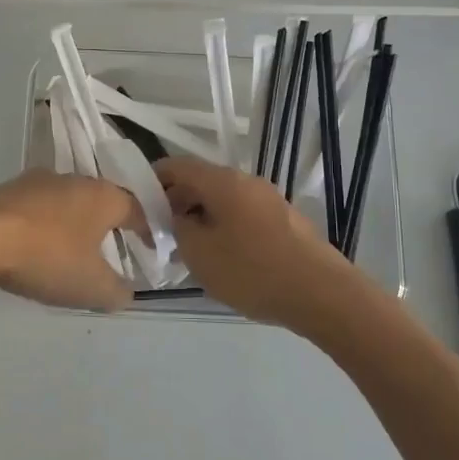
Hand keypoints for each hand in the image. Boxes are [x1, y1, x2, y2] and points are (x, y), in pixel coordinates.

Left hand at [0, 171, 145, 311]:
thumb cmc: (46, 255)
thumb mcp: (91, 287)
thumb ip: (117, 292)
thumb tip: (125, 292)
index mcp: (104, 196)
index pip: (138, 210)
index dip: (148, 231)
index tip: (152, 248)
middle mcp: (74, 180)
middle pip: (101, 203)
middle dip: (107, 227)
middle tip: (110, 254)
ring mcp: (36, 182)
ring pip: (66, 204)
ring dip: (72, 227)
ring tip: (70, 255)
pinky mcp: (6, 191)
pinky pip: (36, 211)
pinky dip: (42, 229)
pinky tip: (33, 250)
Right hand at [155, 156, 358, 332]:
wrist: (321, 293)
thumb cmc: (252, 270)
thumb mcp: (199, 253)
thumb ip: (177, 228)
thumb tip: (174, 216)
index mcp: (222, 181)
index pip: (177, 166)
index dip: (153, 180)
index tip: (137, 204)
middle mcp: (246, 181)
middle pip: (201, 182)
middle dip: (176, 203)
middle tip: (159, 234)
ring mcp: (269, 200)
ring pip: (223, 200)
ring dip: (201, 218)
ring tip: (188, 250)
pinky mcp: (284, 221)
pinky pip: (242, 215)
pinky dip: (224, 228)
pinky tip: (222, 258)